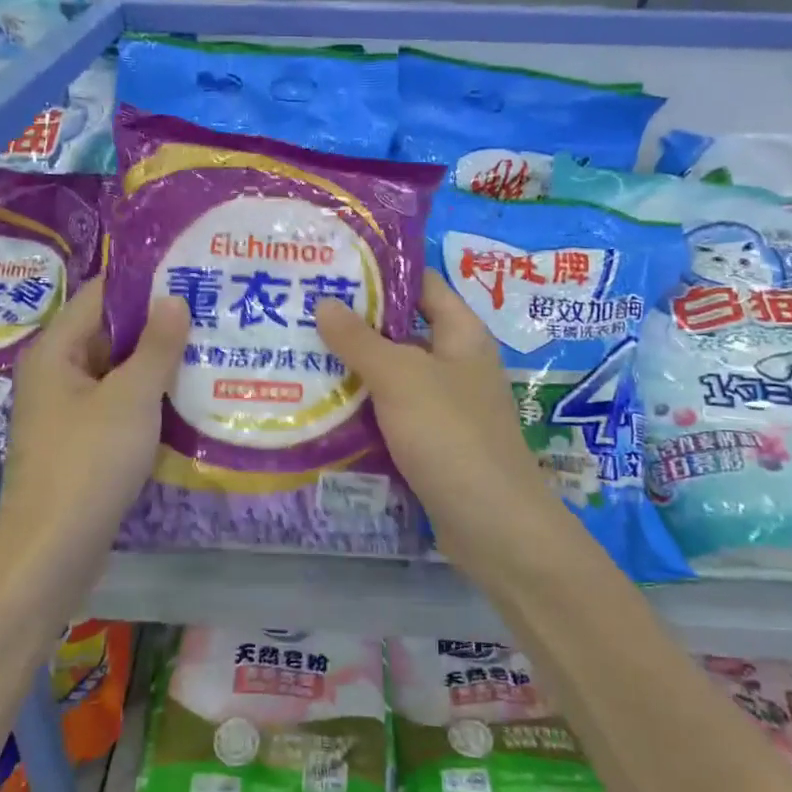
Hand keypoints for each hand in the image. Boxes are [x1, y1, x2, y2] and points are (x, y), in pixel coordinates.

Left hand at [0, 280, 189, 566]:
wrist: (53, 552)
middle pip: (109, 334)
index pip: (99, 296)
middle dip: (158, 325)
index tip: (189, 274)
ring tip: (211, 349)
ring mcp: (67, 412)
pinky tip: (188, 399)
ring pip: (117, 374)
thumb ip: (156, 346)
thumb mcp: (131, 398)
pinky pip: (118, 406)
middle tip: (211, 312)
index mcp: (55, 352)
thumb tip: (174, 298)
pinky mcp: (82, 444)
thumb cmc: (89, 463)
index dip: (143, 283)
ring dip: (157, 365)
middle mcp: (56, 375)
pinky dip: (149, 399)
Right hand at [315, 273, 560, 574]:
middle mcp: (457, 363)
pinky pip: (392, 413)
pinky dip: (363, 408)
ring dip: (354, 369)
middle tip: (302, 312)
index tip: (334, 268)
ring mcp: (445, 405)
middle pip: (403, 330)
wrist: (492, 524)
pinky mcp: (432, 442)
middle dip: (356, 323)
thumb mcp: (400, 377)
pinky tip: (322, 406)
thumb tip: (325, 302)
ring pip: (393, 375)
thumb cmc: (450, 434)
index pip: (423, 285)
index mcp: (461, 334)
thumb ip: (360, 339)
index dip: (383, 273)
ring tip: (300, 354)